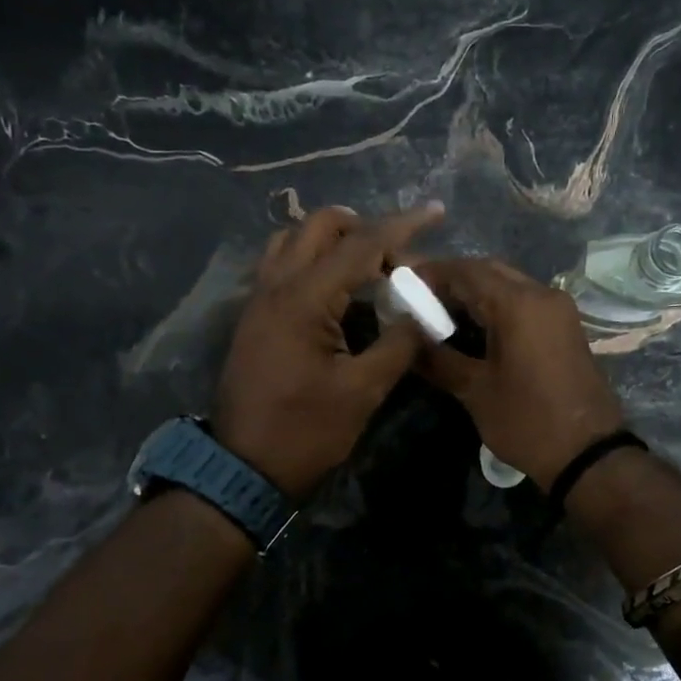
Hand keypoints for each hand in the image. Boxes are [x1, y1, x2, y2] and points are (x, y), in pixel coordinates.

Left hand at [213, 204, 443, 498]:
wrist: (244, 468)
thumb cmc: (306, 431)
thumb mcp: (362, 391)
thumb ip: (399, 344)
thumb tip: (426, 313)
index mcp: (304, 298)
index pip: (360, 244)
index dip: (402, 226)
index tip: (436, 212)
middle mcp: (275, 285)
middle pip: (319, 225)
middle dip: (363, 227)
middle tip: (397, 255)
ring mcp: (258, 299)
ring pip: (293, 240)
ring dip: (332, 240)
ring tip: (366, 266)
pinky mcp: (254, 317)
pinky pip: (281, 265)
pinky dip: (311, 259)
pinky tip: (335, 288)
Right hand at [414, 258, 625, 489]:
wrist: (588, 453)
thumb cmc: (527, 421)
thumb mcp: (475, 391)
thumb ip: (438, 359)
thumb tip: (406, 340)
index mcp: (518, 304)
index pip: (466, 272)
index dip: (431, 273)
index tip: (402, 283)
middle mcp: (542, 295)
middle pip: (489, 271)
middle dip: (452, 279)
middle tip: (419, 297)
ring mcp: (558, 310)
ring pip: (508, 284)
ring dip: (475, 292)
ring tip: (439, 312)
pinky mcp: (565, 327)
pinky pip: (524, 302)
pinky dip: (496, 305)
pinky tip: (473, 326)